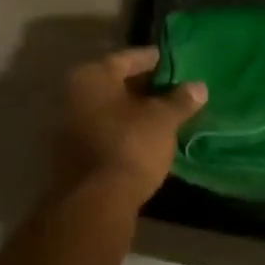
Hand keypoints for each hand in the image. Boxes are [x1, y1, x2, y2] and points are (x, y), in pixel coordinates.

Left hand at [54, 47, 206, 207]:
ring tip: (160, 113)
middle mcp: (71, 94)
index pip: (126, 58)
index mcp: (91, 75)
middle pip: (113, 83)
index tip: (170, 61)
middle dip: (141, 86)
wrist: (94, 206)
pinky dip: (120, 130)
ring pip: (106, 109)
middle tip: (169, 88)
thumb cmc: (129, 147)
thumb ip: (180, 100)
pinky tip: (142, 137)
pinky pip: (100, 130)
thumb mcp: (162, 120)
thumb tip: (199, 86)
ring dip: (130, 110)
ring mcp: (65, 126)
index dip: (151, 60)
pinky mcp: (69, 155)